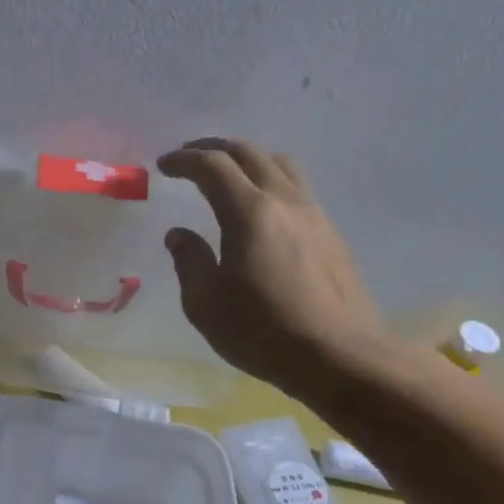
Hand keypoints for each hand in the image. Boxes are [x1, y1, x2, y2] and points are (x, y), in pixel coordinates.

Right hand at [158, 139, 390, 394]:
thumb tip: (180, 235)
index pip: (212, 167)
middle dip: (215, 148)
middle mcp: (284, 201)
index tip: (164, 165)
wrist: (339, 356)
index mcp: (249, 213)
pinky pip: (297, 187)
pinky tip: (261, 207)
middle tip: (191, 156)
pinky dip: (271, 180)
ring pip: (281, 164)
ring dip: (249, 159)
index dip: (184, 160)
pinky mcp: (331, 233)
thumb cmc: (262, 331)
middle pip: (249, 153)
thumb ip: (189, 262)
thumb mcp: (205, 303)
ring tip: (229, 173)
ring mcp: (314, 214)